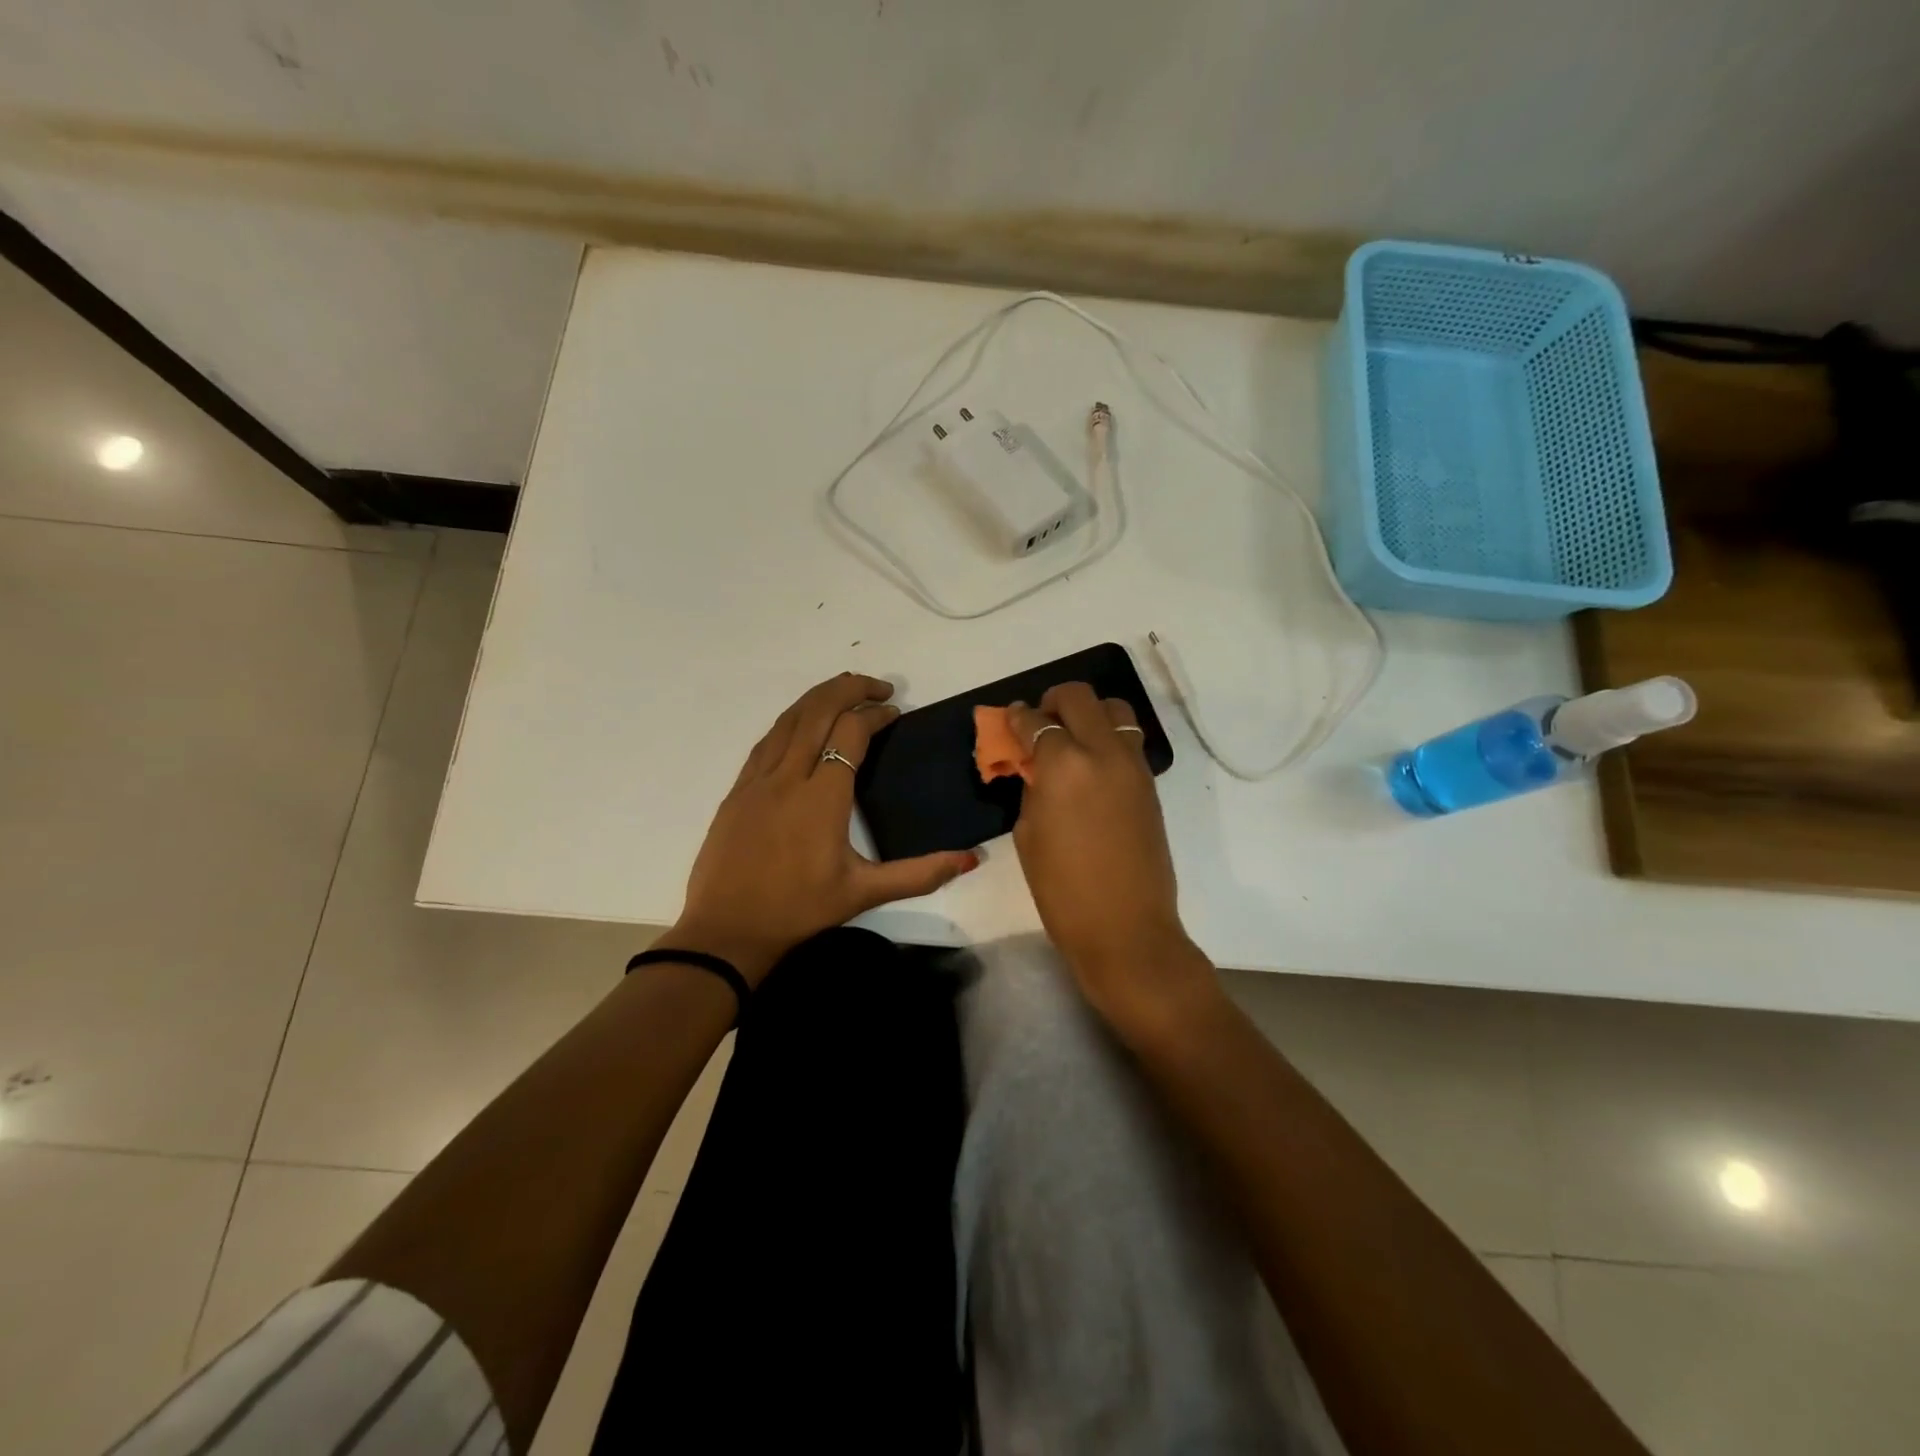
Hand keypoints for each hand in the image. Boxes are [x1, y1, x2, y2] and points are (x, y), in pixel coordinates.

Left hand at [667, 673, 979, 983]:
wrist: (726, 930)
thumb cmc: (799, 910)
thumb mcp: (864, 893)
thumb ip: (920, 873)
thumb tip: (971, 858)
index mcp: (822, 796)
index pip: (851, 732)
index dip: (875, 715)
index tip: (894, 713)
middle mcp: (788, 776)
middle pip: (818, 711)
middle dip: (849, 688)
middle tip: (878, 686)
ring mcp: (757, 780)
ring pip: (789, 719)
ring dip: (818, 697)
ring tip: (844, 690)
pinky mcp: (738, 789)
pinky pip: (768, 739)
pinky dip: (791, 720)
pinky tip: (802, 724)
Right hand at [1006, 683, 1211, 1027]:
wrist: (1126, 928)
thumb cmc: (1063, 890)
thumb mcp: (1029, 834)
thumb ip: (1032, 788)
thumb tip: (1035, 767)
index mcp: (1063, 764)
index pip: (1035, 722)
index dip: (1017, 718)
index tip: (1010, 720)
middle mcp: (1102, 751)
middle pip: (1079, 697)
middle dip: (1053, 702)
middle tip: (1040, 722)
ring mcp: (1133, 765)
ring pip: (1114, 709)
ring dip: (1089, 713)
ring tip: (1072, 738)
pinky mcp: (1150, 783)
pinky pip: (1128, 739)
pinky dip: (1108, 737)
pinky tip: (1092, 764)